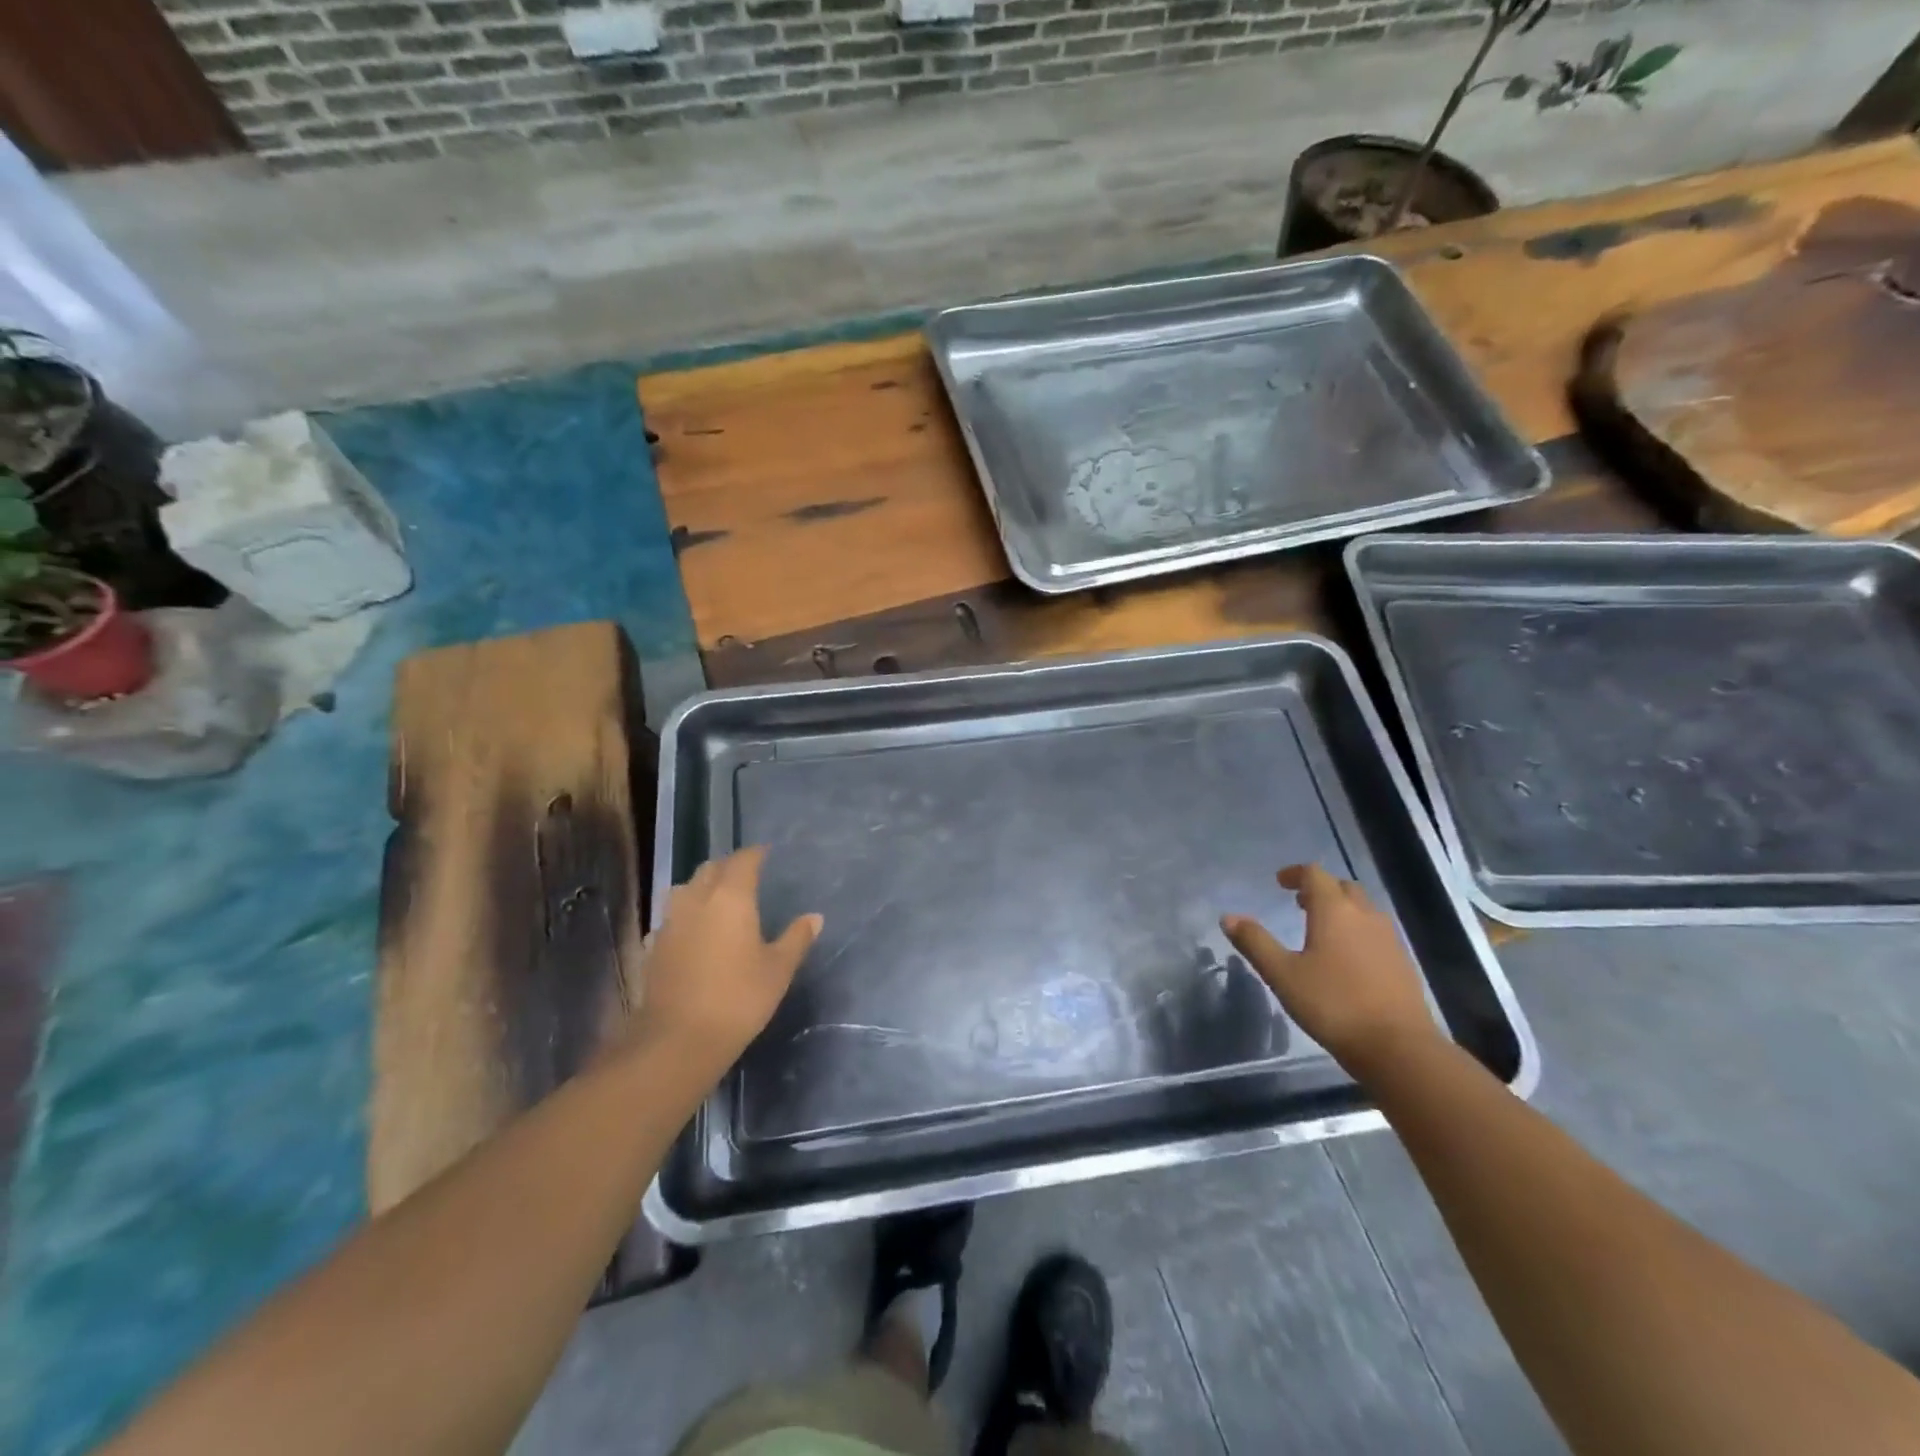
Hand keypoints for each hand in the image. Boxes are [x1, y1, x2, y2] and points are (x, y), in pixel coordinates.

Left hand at [631, 847, 821, 1077]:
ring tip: (718, 898)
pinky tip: (694, 930)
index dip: (755, 854)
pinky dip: (686, 913)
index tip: (767, 853)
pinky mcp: (655, 946)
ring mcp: (671, 922)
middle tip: (746, 875)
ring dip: (702, 886)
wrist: (678, 1040)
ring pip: (685, 889)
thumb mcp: (778, 970)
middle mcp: (697, 900)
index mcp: (731, 897)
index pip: (743, 861)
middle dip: (728, 867)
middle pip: (710, 869)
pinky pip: (672, 916)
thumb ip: (796, 938)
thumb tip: (814, 917)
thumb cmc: (738, 999)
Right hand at [1221, 864, 1440, 1075]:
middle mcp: (1365, 916)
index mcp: (1334, 911)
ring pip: (1363, 910)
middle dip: (1320, 890)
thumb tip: (1228, 917)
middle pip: (1342, 888)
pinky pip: (1376, 932)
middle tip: (1299, 903)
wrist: (1398, 1047)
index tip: (1279, 883)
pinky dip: (1357, 931)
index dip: (1295, 873)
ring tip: (1320, 929)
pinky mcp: (1403, 962)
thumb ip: (1255, 942)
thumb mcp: (1283, 974)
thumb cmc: (1333, 1004)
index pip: (1315, 874)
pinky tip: (1347, 958)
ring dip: (1341, 910)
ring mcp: (1389, 939)